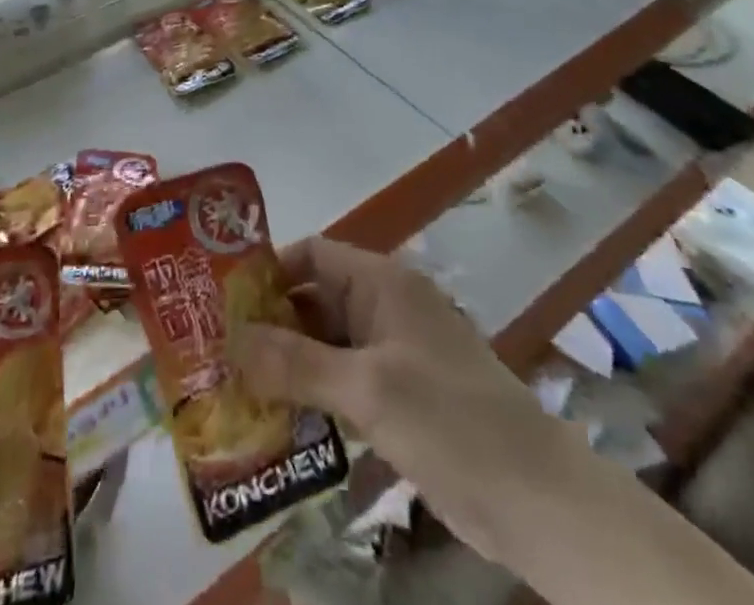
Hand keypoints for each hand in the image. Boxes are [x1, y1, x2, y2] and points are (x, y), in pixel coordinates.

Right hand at [231, 236, 572, 572]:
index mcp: (381, 283)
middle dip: (270, 325)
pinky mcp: (398, 398)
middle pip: (314, 301)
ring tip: (234, 393)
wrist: (535, 498)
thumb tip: (230, 340)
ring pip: (325, 346)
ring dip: (287, 366)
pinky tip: (278, 426)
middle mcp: (383, 308)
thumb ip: (297, 364)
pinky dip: (313, 397)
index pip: (312, 255)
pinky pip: (342, 384)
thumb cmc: (451, 420)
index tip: (224, 303)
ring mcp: (392, 354)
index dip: (269, 272)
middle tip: (217, 356)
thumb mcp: (368, 389)